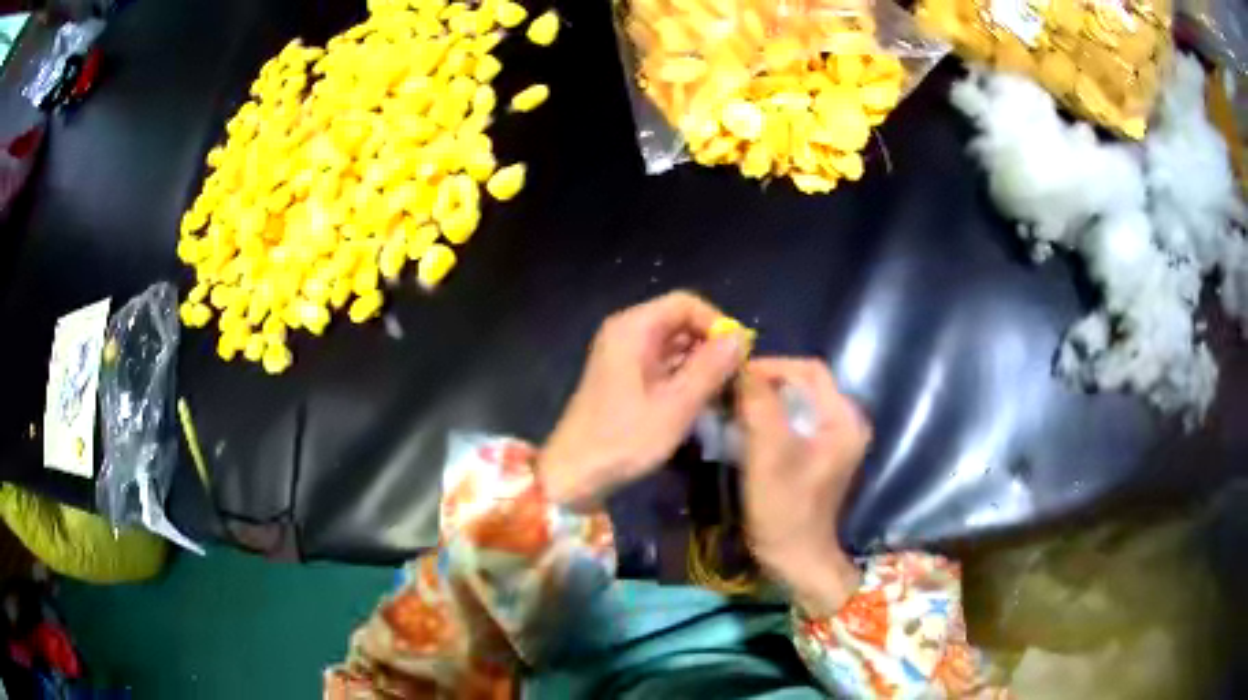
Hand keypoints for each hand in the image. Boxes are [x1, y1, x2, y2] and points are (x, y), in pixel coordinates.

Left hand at [539, 292, 745, 510]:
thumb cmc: (624, 440)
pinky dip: (685, 377)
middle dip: (711, 345)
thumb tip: (741, 338)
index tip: (739, 355)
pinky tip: (703, 401)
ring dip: (701, 364)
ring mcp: (624, 356)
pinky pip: (664, 364)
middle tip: (736, 377)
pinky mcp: (625, 377)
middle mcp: (627, 333)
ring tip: (725, 392)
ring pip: (675, 345)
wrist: (574, 475)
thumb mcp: (675, 406)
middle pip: (681, 322)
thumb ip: (710, 368)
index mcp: (633, 328)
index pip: (686, 303)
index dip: (717, 323)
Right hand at [737, 358, 870, 614]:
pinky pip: (795, 422)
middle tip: (730, 391)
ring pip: (797, 402)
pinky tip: (745, 428)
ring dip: (765, 401)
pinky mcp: (820, 454)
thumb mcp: (769, 454)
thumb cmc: (786, 509)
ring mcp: (834, 439)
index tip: (735, 377)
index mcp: (844, 419)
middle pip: (804, 384)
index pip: (809, 370)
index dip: (772, 366)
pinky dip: (770, 419)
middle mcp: (845, 422)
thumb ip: (759, 406)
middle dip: (766, 383)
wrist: (796, 559)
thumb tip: (741, 367)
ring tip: (733, 407)